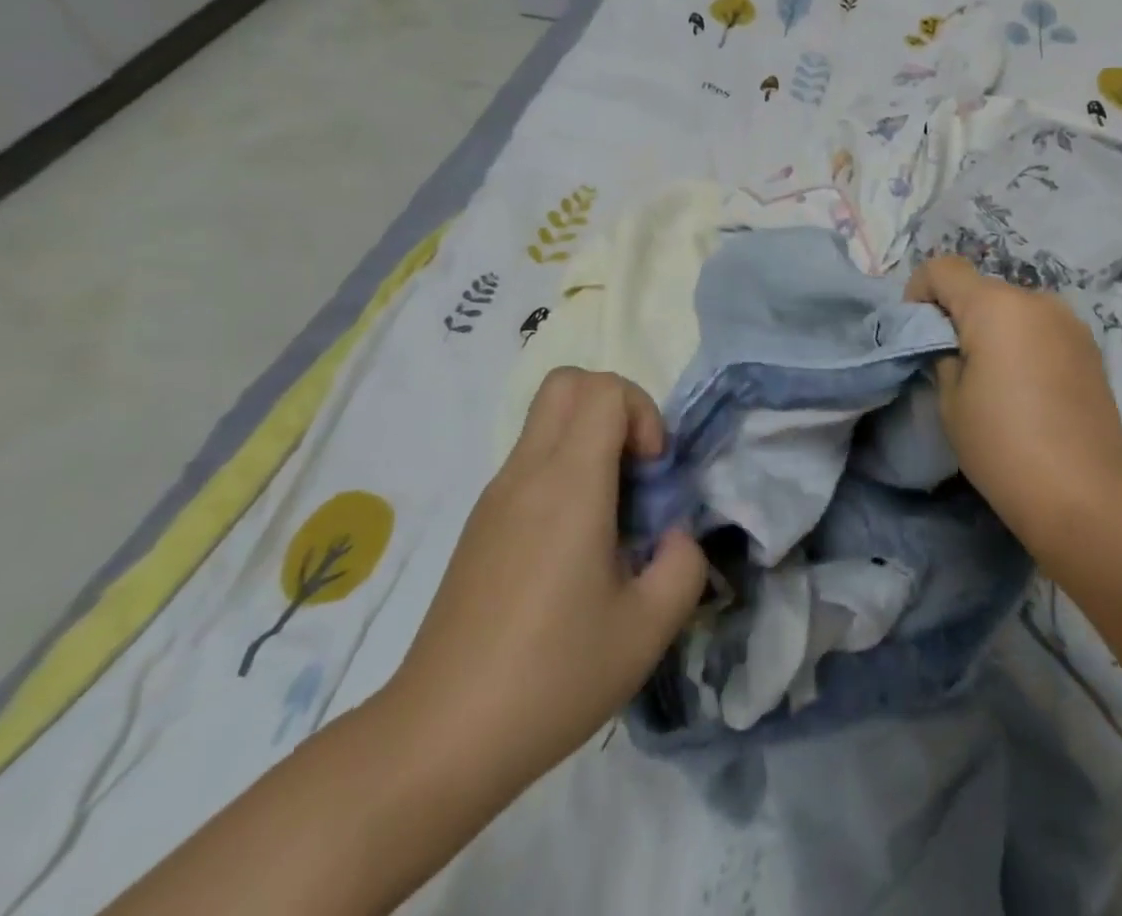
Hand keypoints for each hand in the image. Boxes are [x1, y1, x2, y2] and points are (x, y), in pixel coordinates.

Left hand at [383, 369, 706, 804]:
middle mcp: (527, 473)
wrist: (438, 739)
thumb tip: (674, 536)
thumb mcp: (648, 629)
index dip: (643, 413)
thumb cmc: (551, 677)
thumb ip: (684, 565)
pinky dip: (565, 471)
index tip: (652, 473)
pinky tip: (574, 548)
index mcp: (568, 485)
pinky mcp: (480, 524)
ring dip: (590, 440)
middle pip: (567, 381)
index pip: (604, 389)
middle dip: (615, 407)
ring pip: (546, 419)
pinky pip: (531, 460)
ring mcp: (496, 496)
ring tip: (611, 516)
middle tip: (635, 469)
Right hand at [908, 256, 1121, 566]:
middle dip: (958, 315)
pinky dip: (1023, 342)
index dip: (919, 292)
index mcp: (995, 305)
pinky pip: (1041, 328)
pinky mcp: (1090, 347)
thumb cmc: (1002, 446)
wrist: (1084, 496)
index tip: (919, 334)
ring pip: (1013, 308)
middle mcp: (1035, 299)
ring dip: (994, 329)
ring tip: (995, 380)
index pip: (942, 268)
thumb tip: (950, 343)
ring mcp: (1069, 321)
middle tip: (953, 364)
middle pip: (980, 288)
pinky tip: (1028, 389)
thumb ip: (942, 354)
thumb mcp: (950, 400)